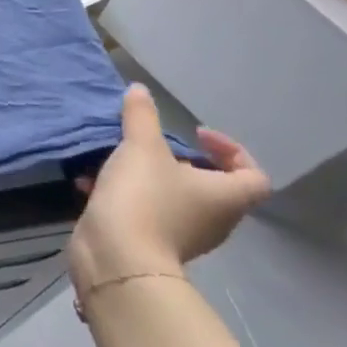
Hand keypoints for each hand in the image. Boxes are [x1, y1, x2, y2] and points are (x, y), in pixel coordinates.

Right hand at [69, 85, 270, 293]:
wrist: (116, 257)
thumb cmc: (144, 198)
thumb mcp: (142, 146)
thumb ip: (142, 115)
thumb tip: (140, 90)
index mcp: (224, 196)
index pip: (254, 175)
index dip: (232, 150)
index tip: (194, 134)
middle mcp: (213, 219)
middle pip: (211, 185)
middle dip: (179, 159)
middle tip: (153, 143)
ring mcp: (183, 234)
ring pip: (173, 196)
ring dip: (147, 175)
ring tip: (116, 158)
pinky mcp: (151, 243)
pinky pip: (145, 211)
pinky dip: (125, 194)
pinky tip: (92, 183)